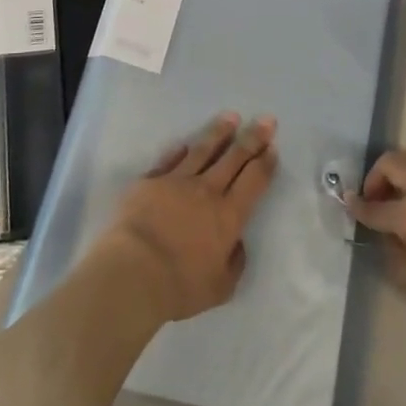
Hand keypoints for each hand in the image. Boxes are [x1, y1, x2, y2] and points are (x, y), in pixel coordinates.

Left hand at [97, 113, 277, 324]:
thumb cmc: (179, 286)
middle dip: (253, 137)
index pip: (254, 181)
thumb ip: (234, 263)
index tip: (273, 147)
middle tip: (266, 120)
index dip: (265, 163)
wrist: (132, 273)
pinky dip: (178, 151)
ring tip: (231, 117)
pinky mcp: (149, 181)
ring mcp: (176, 182)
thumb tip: (236, 244)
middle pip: (235, 158)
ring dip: (219, 132)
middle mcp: (207, 191)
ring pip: (203, 150)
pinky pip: (169, 160)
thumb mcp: (220, 288)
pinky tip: (184, 143)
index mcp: (228, 216)